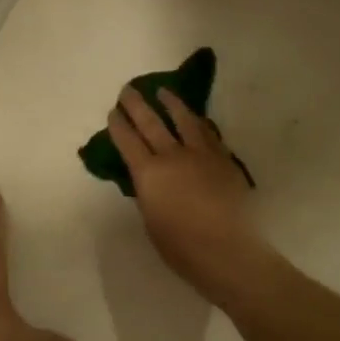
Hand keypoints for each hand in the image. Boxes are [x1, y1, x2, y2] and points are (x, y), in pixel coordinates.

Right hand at [107, 88, 265, 299]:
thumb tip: (151, 181)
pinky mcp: (224, 159)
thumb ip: (149, 194)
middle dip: (137, 105)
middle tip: (128, 90)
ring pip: (184, 120)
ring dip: (171, 103)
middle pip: (151, 123)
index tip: (113, 113)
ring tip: (163, 92)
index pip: (127, 142)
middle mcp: (172, 156)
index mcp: (148, 174)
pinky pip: (208, 133)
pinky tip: (195, 118)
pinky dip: (197, 122)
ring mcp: (201, 154)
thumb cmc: (181, 247)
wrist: (226, 249)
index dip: (118, 126)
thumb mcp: (151, 220)